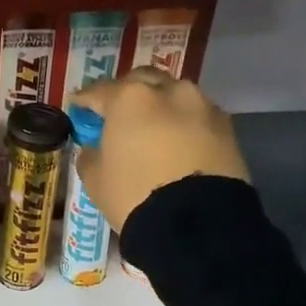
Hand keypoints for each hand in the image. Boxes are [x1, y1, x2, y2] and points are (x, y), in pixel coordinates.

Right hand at [69, 68, 250, 232]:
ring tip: (154, 128)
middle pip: (142, 81)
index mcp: (129, 98)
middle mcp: (168, 91)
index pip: (99, 91)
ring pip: (175, 95)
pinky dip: (185, 124)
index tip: (78, 106)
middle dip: (128, 93)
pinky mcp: (227, 127)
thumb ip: (90, 155)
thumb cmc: (134, 196)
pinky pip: (198, 117)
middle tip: (118, 113)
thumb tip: (95, 148)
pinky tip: (180, 143)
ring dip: (161, 106)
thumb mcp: (96, 180)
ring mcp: (202, 106)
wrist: (197, 225)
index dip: (85, 100)